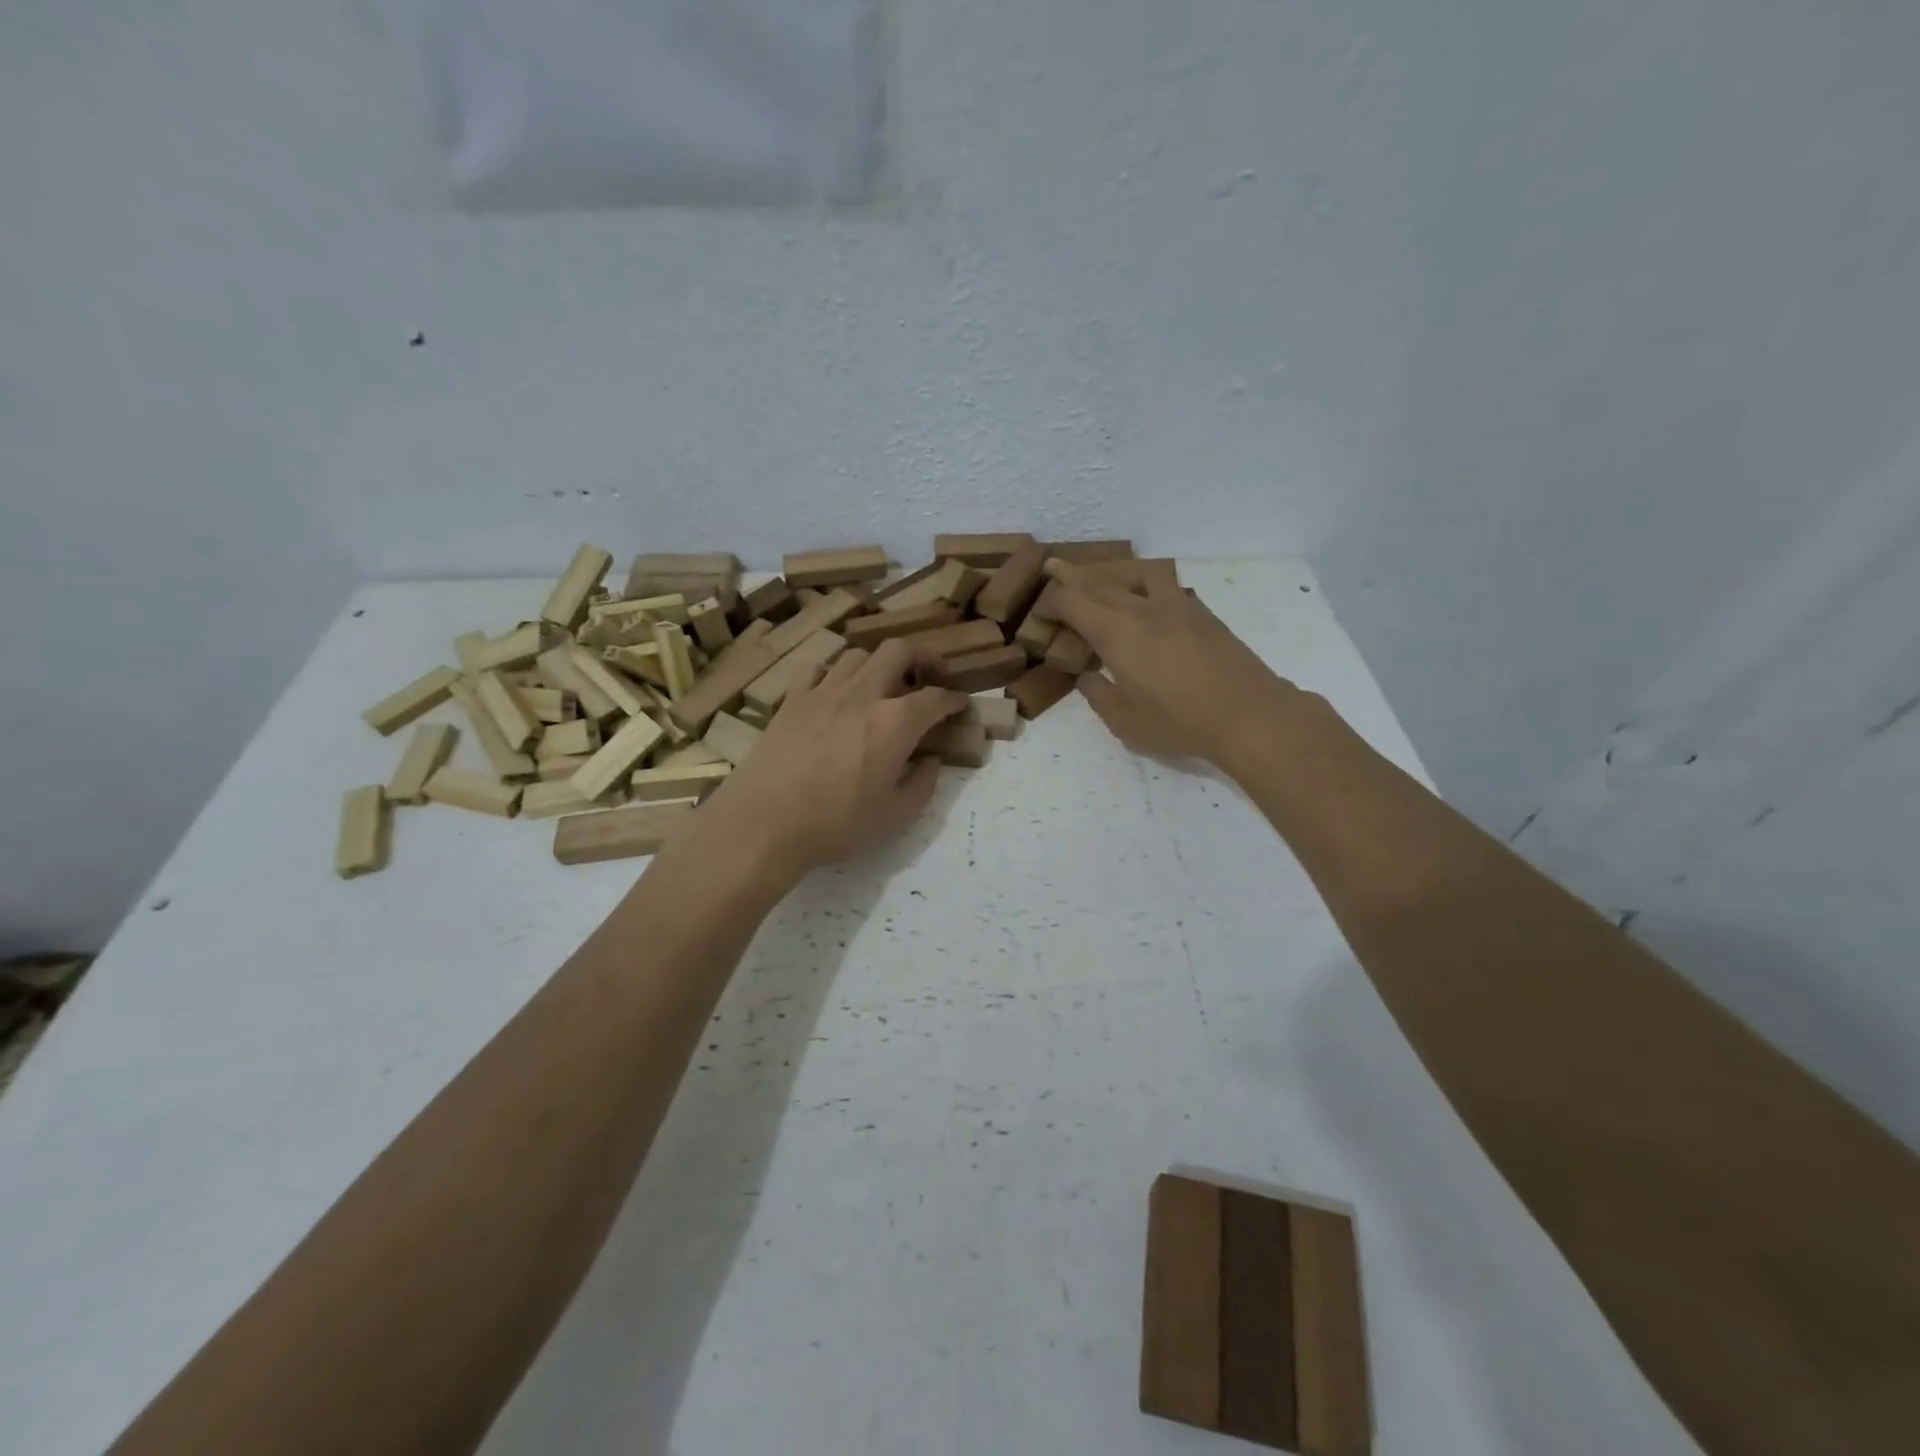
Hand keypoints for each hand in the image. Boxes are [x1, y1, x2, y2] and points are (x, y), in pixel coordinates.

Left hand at [702, 638, 966, 877]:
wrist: (764, 822)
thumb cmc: (836, 824)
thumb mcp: (895, 816)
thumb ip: (923, 784)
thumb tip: (931, 761)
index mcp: (896, 722)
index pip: (937, 698)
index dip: (955, 700)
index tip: (961, 706)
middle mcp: (864, 694)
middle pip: (898, 650)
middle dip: (922, 657)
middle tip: (928, 677)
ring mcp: (824, 691)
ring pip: (858, 654)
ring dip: (877, 664)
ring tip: (881, 685)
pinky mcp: (792, 699)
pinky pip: (818, 668)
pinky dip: (834, 673)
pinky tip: (835, 692)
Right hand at [1042, 560, 1297, 770]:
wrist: (1248, 714)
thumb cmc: (1179, 723)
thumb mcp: (1125, 722)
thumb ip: (1099, 696)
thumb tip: (1088, 677)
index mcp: (1117, 633)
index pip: (1074, 601)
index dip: (1052, 601)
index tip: (1041, 609)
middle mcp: (1143, 609)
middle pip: (1101, 580)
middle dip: (1073, 574)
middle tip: (1054, 566)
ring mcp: (1177, 606)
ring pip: (1138, 572)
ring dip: (1113, 569)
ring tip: (1102, 576)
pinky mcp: (1202, 614)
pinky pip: (1165, 584)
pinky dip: (1145, 582)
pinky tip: (1145, 598)